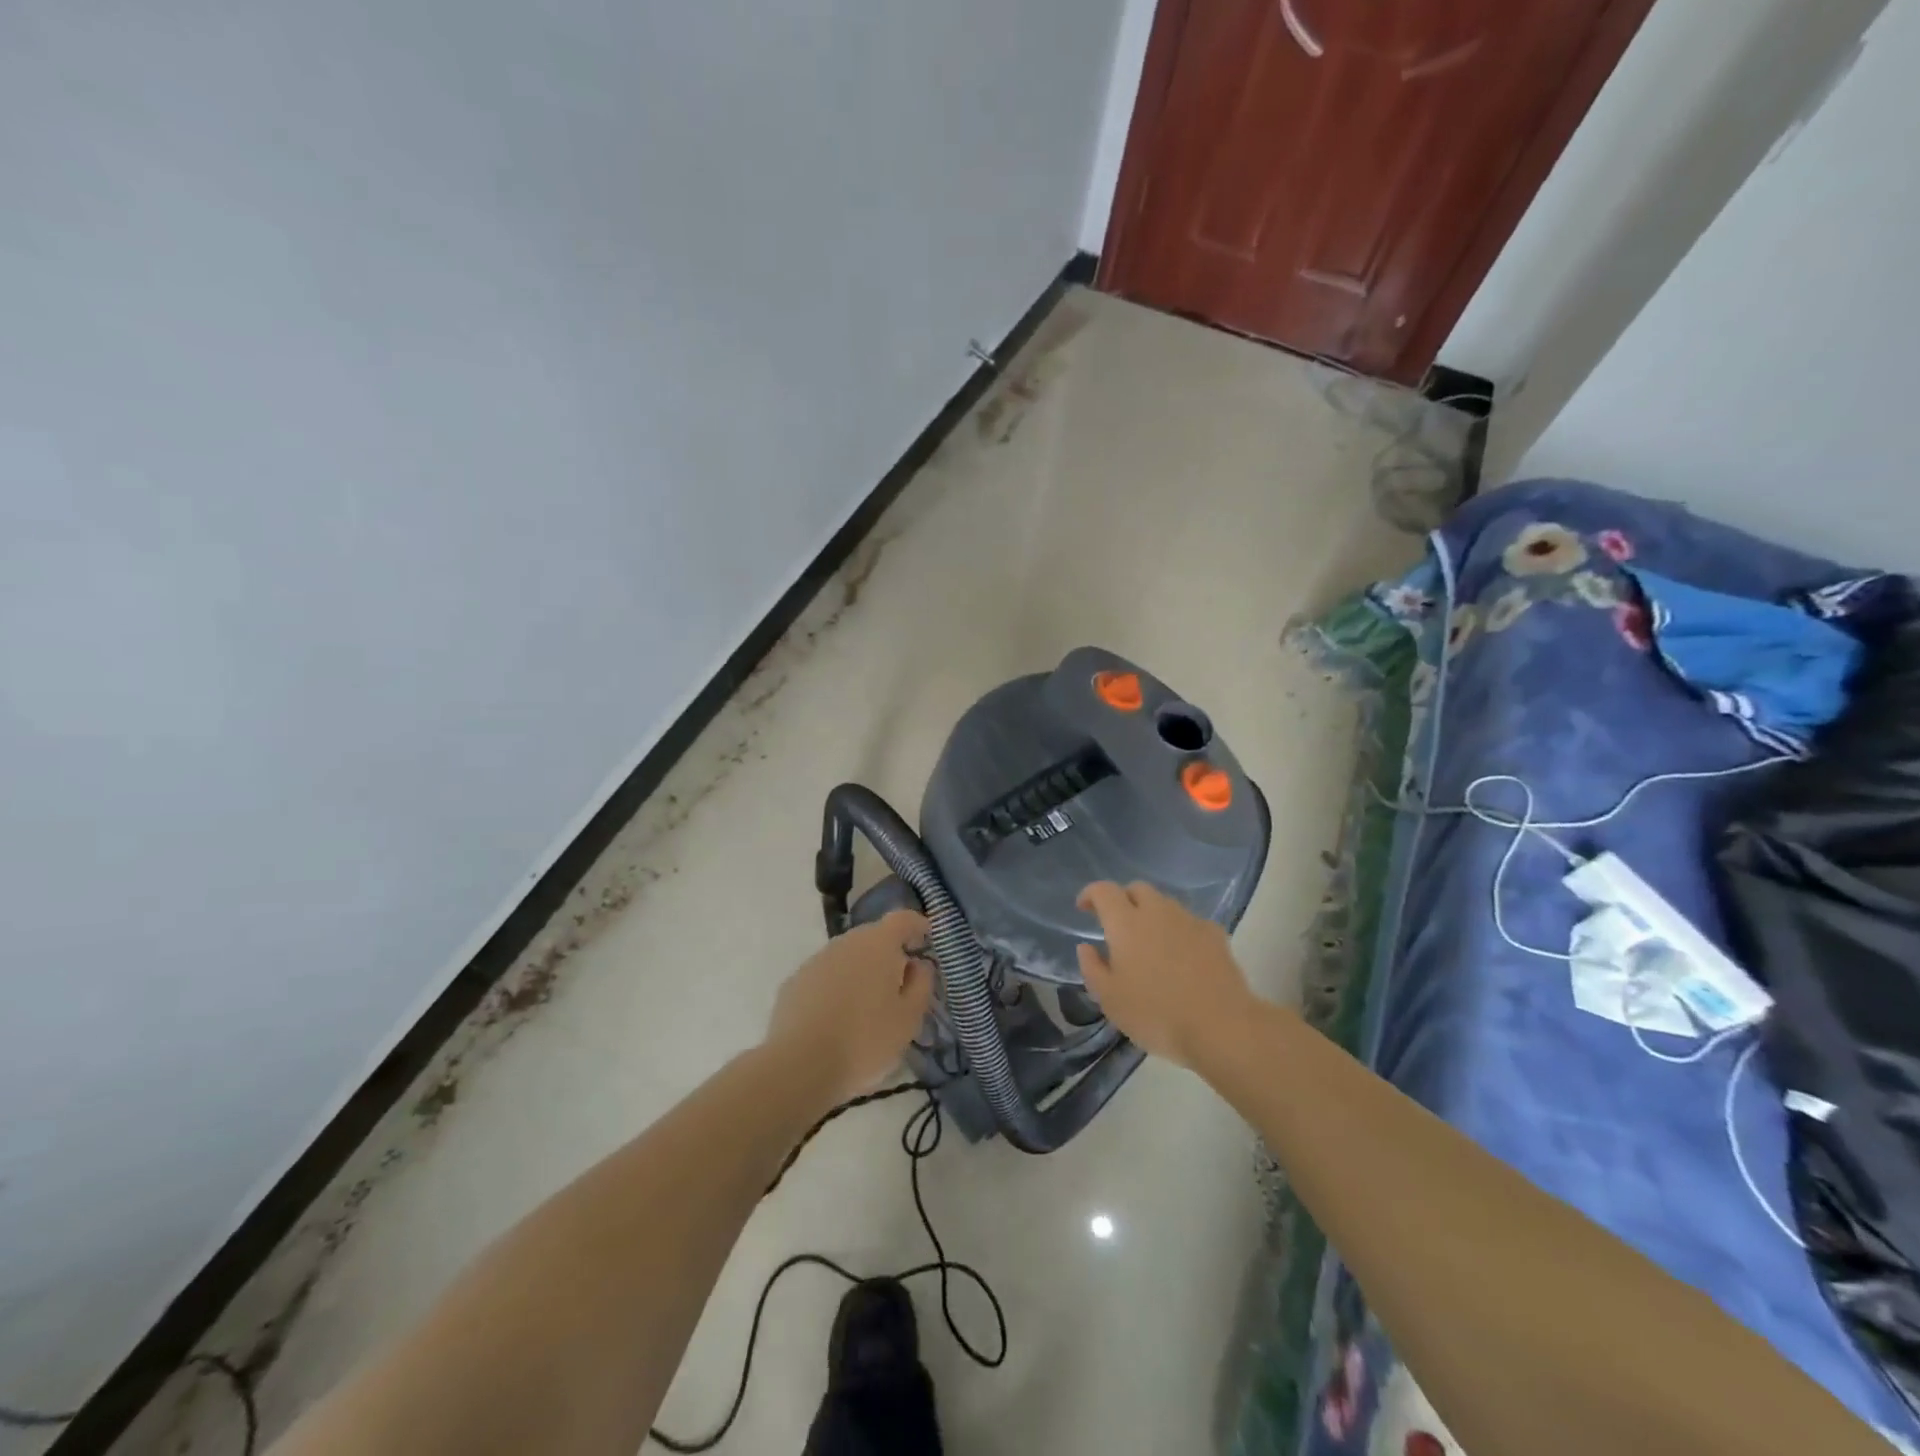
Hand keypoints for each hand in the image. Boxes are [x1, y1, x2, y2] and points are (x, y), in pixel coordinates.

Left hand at [767, 910, 933, 1102]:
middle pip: (873, 937)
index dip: (917, 926)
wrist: (799, 1065)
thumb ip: (921, 985)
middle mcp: (845, 943)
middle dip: (888, 953)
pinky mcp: (793, 983)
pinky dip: (835, 988)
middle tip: (899, 984)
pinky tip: (836, 1019)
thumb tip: (917, 965)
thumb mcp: (909, 1019)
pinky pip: (824, 977)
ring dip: (860, 971)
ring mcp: (815, 961)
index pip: (903, 919)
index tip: (926, 938)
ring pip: (846, 957)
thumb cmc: (865, 1040)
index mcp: (878, 944)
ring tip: (867, 1006)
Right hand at [1076, 881, 1255, 1068]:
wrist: (1221, 1026)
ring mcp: (1189, 920)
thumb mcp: (1110, 999)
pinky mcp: (1215, 934)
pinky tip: (1181, 955)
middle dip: (1123, 899)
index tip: (1083, 908)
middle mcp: (1157, 912)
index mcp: (1125, 923)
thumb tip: (1086, 947)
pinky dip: (1178, 930)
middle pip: (1137, 889)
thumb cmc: (1156, 1014)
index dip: (1090, 894)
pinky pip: (1189, 922)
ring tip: (1149, 943)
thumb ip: (1092, 968)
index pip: (1103, 890)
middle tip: (1117, 925)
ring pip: (1164, 903)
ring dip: (1151, 914)